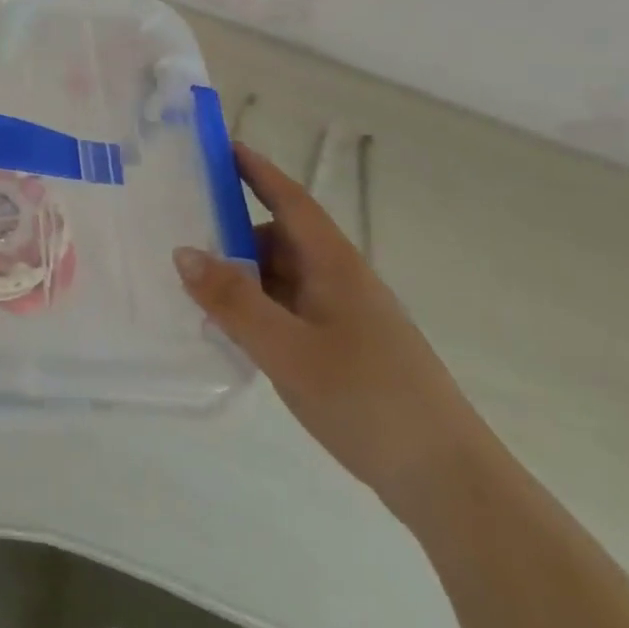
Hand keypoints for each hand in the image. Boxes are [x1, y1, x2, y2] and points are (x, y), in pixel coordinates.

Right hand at [175, 144, 495, 517]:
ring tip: (196, 288)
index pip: (291, 200)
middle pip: (280, 239)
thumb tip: (183, 251)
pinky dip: (258, 308)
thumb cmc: (367, 400)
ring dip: (243, 276)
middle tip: (181, 232)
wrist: (448, 481)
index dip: (257, 170)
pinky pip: (289, 310)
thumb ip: (233, 300)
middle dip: (234, 231)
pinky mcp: (346, 349)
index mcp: (335, 267)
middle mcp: (342, 282)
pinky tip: (232, 331)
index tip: (221, 146)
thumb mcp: (287, 349)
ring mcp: (346, 317)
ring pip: (283, 278)